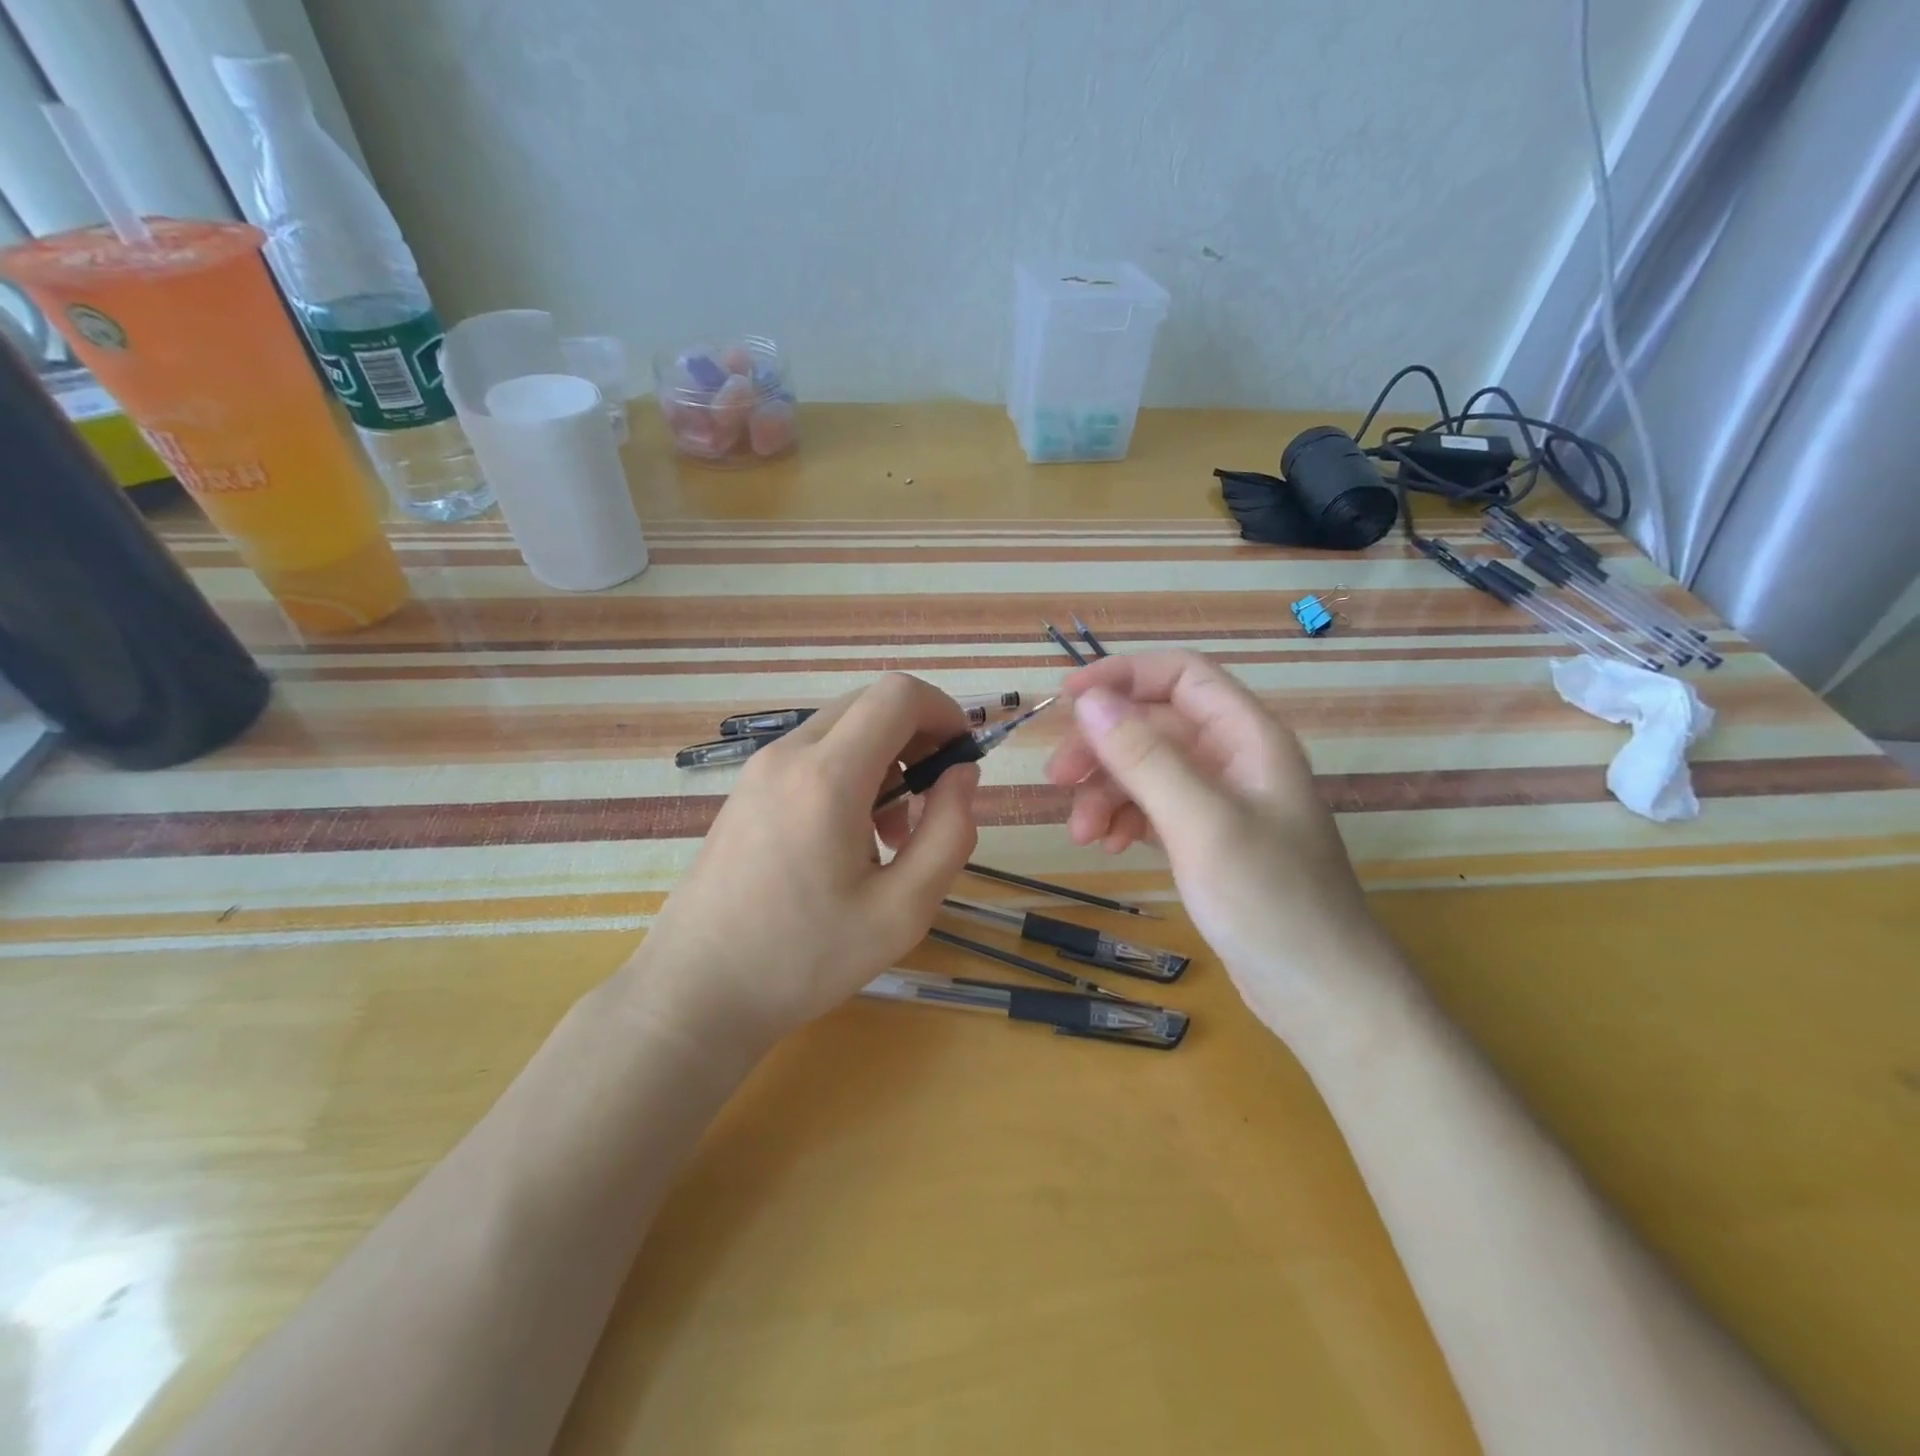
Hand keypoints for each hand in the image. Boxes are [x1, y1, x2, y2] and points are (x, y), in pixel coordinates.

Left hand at [631, 674, 979, 1059]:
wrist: (697, 990)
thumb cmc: (804, 958)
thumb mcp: (902, 910)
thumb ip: (949, 833)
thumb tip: (963, 774)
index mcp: (828, 777)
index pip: (898, 695)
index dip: (944, 712)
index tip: (962, 759)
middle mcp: (789, 755)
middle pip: (870, 704)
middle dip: (917, 737)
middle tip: (932, 801)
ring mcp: (760, 769)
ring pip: (842, 728)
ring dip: (884, 760)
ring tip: (891, 833)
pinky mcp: (747, 788)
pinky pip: (812, 754)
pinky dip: (849, 773)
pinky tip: (849, 838)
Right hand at [1045, 651, 1396, 1037]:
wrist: (1321, 994)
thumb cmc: (1270, 900)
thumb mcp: (1201, 823)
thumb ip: (1144, 757)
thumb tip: (1088, 700)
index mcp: (1247, 736)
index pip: (1180, 675)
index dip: (1123, 675)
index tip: (1066, 698)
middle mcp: (1233, 759)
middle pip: (1153, 724)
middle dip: (1102, 747)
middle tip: (1057, 779)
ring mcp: (1220, 801)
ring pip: (1146, 769)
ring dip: (1106, 791)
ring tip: (1082, 834)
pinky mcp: (1206, 839)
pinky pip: (1152, 808)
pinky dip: (1124, 819)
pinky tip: (1109, 846)